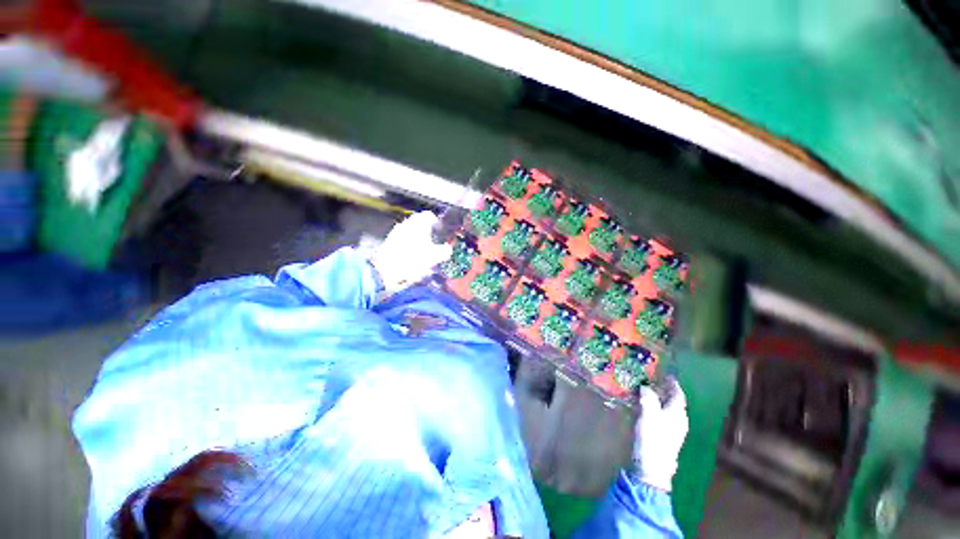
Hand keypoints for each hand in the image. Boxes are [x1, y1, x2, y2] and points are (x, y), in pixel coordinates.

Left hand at [369, 211, 452, 294]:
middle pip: (420, 224)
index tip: (442, 233)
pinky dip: (410, 246)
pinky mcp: (390, 242)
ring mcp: (397, 232)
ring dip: (419, 240)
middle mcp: (407, 223)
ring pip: (412, 232)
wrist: (385, 270)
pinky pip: (404, 240)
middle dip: (429, 232)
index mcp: (419, 223)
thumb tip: (448, 249)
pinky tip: (414, 258)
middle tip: (436, 244)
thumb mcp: (435, 256)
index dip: (438, 224)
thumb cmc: (412, 260)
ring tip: (426, 253)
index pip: (430, 215)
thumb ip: (445, 250)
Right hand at [633, 377, 688, 491]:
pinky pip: (663, 417)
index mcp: (678, 414)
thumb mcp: (648, 414)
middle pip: (674, 402)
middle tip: (653, 381)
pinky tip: (646, 409)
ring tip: (647, 392)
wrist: (653, 467)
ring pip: (669, 410)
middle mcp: (679, 421)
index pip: (678, 395)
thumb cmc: (653, 438)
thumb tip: (646, 387)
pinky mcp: (666, 437)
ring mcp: (674, 431)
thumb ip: (648, 398)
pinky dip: (657, 409)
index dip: (673, 384)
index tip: (666, 375)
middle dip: (665, 391)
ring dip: (660, 400)